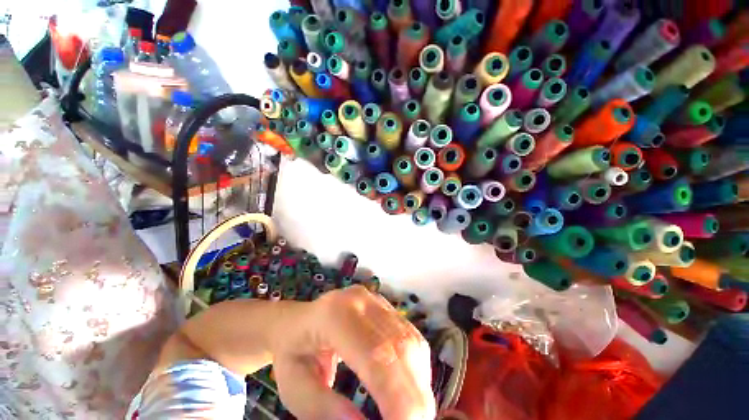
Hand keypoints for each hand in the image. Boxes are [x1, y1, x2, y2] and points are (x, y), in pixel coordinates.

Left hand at [271, 285, 436, 419]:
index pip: (374, 354)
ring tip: (414, 413)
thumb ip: (324, 410)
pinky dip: (416, 366)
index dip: (396, 395)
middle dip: (414, 394)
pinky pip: (410, 337)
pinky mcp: (384, 306)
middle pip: (399, 346)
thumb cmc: (293, 352)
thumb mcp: (295, 387)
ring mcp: (375, 300)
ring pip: (409, 340)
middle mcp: (361, 301)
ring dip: (418, 382)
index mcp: (334, 315)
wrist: (297, 319)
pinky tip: (411, 387)